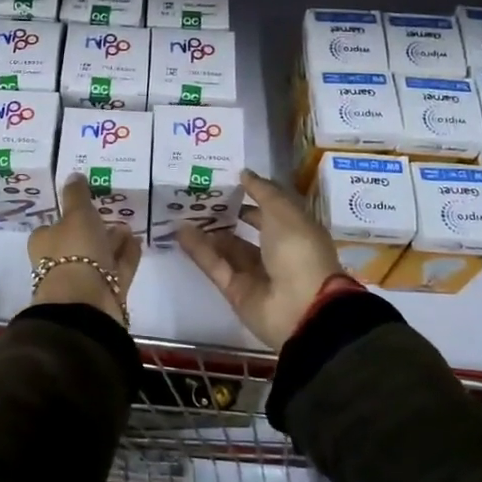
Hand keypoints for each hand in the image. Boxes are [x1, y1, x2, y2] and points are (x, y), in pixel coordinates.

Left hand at [28, 175, 140, 323]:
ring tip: (129, 227)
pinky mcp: (104, 293)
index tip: (88, 205)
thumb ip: (76, 195)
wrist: (85, 302)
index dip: (70, 216)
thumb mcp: (76, 214)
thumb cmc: (74, 251)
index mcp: (44, 242)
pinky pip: (117, 269)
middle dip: (96, 229)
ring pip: (100, 256)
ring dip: (113, 242)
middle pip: (79, 242)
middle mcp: (59, 262)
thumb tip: (73, 175)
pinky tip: (137, 242)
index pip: (54, 226)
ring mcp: (83, 280)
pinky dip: (126, 256)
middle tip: (114, 215)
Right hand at [177, 169, 345, 348]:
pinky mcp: (236, 291)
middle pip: (248, 229)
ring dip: (208, 231)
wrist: (301, 308)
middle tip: (199, 195)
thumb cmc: (299, 251)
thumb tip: (244, 173)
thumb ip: (261, 191)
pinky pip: (216, 266)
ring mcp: (256, 273)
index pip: (272, 209)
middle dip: (227, 214)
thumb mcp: (283, 212)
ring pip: (228, 248)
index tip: (227, 180)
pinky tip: (180, 232)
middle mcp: (277, 252)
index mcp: (296, 231)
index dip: (252, 194)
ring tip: (182, 211)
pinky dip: (199, 250)